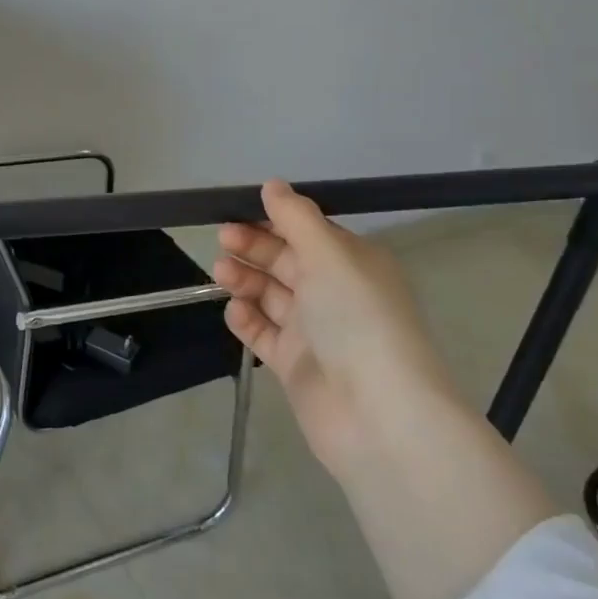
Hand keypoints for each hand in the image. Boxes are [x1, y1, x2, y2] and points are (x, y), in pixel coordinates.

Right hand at [214, 179, 452, 471]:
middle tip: (223, 239)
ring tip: (221, 272)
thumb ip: (296, 218)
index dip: (274, 220)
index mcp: (353, 264)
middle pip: (286, 261)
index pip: (308, 232)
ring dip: (245, 280)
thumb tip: (272, 184)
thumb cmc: (356, 320)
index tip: (238, 210)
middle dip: (254, 247)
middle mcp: (335, 294)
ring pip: (271, 296)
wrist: (376, 414)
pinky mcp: (294, 365)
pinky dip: (246, 319)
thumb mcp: (329, 255)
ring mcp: (314, 332)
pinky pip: (263, 334)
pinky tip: (235, 311)